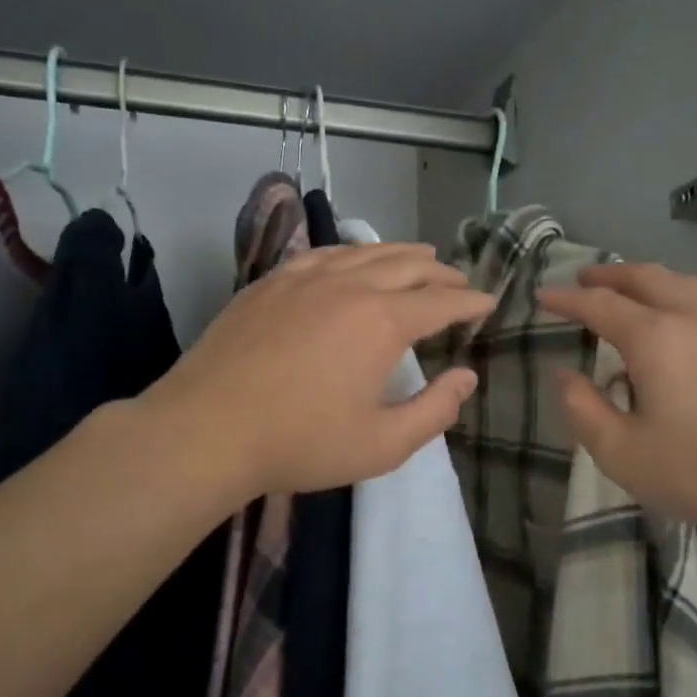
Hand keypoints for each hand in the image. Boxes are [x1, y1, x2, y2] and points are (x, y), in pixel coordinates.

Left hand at [144, 242, 492, 497]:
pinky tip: (352, 258)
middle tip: (459, 281)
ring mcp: (304, 278)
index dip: (469, 302)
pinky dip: (351, 253)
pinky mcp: (270, 283)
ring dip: (400, 253)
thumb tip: (467, 377)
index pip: (440, 302)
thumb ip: (434, 411)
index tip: (488, 302)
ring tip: (420, 256)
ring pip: (364, 252)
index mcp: (382, 322)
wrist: (207, 428)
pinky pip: (322, 254)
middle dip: (440, 273)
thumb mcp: (381, 444)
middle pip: (407, 267)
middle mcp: (349, 286)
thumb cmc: (301, 443)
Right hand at [538, 263, 696, 543]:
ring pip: (685, 284)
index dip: (567, 298)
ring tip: (632, 292)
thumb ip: (583, 410)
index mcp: (655, 337)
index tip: (543, 295)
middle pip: (646, 277)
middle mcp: (695, 317)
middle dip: (610, 275)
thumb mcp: (623, 453)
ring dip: (649, 281)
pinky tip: (685, 328)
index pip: (599, 304)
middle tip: (585, 278)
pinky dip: (682, 300)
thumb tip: (565, 376)